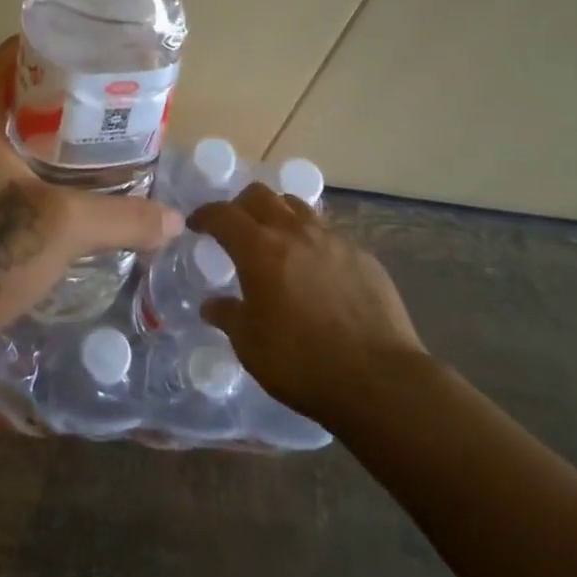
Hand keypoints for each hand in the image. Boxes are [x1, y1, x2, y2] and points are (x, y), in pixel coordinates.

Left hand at [0, 38, 182, 375]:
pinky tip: (56, 182)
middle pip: (10, 89)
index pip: (15, 53)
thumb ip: (124, 218)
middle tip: (109, 103)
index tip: (103, 61)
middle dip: (61, 94)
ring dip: (42, 130)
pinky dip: (22, 158)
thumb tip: (176, 221)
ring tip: (92, 140)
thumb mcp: (62, 229)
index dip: (62, 49)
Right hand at [192, 183, 423, 427]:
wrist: (380, 380)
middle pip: (261, 196)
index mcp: (260, 248)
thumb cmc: (302, 362)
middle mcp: (295, 232)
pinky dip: (312, 241)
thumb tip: (211, 305)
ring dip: (279, 215)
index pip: (223, 215)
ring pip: (298, 207)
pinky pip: (329, 234)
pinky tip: (316, 269)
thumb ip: (228, 317)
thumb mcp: (250, 346)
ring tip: (276, 240)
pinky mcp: (363, 256)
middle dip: (241, 206)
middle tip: (235, 228)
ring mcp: (333, 240)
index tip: (196, 224)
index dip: (205, 215)